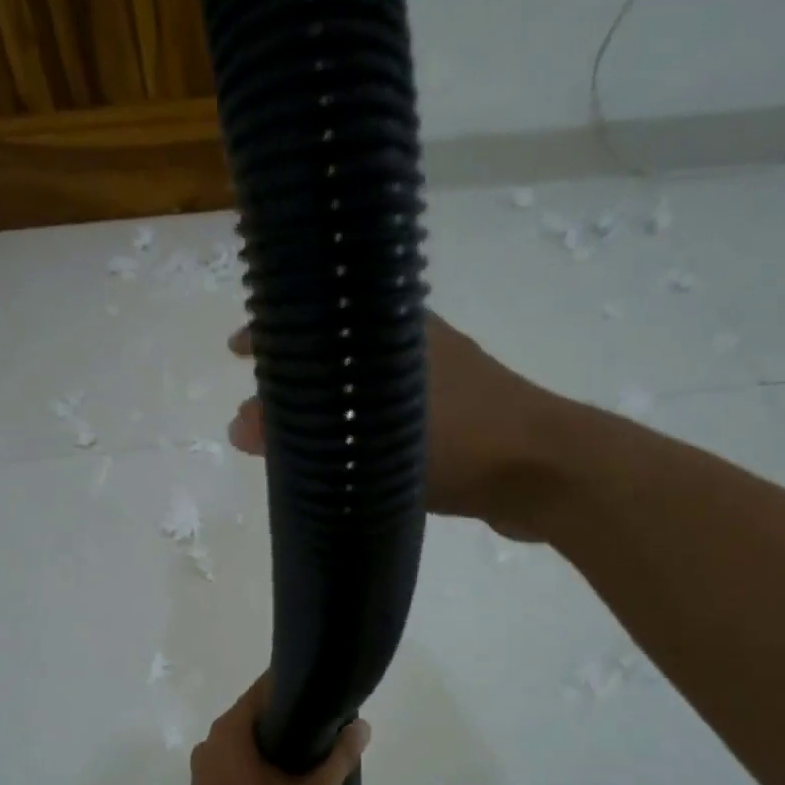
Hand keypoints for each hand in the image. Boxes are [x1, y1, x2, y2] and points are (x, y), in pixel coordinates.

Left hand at [186, 676, 369, 784]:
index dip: (298, 687)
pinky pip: (236, 764)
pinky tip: (286, 783)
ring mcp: (204, 768)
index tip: (326, 697)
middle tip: (328, 731)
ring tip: (314, 758)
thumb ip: (339, 757)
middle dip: (291, 720)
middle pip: (256, 715)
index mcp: (230, 731)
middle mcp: (211, 742)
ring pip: (246, 742)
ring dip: (276, 746)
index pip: (266, 688)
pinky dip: (260, 765)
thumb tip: (361, 726)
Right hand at [227, 310, 556, 540]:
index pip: (320, 312)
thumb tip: (236, 427)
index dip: (275, 331)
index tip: (237, 351)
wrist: (547, 473)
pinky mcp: (456, 418)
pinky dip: (361, 429)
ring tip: (295, 432)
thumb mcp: (372, 439)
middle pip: (339, 348)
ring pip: (364, 384)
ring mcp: (440, 380)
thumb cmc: (462, 440)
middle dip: (299, 372)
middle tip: (263, 402)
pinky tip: (346, 455)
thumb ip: (304, 435)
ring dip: (330, 404)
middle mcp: (415, 344)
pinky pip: (389, 416)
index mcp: (395, 328)